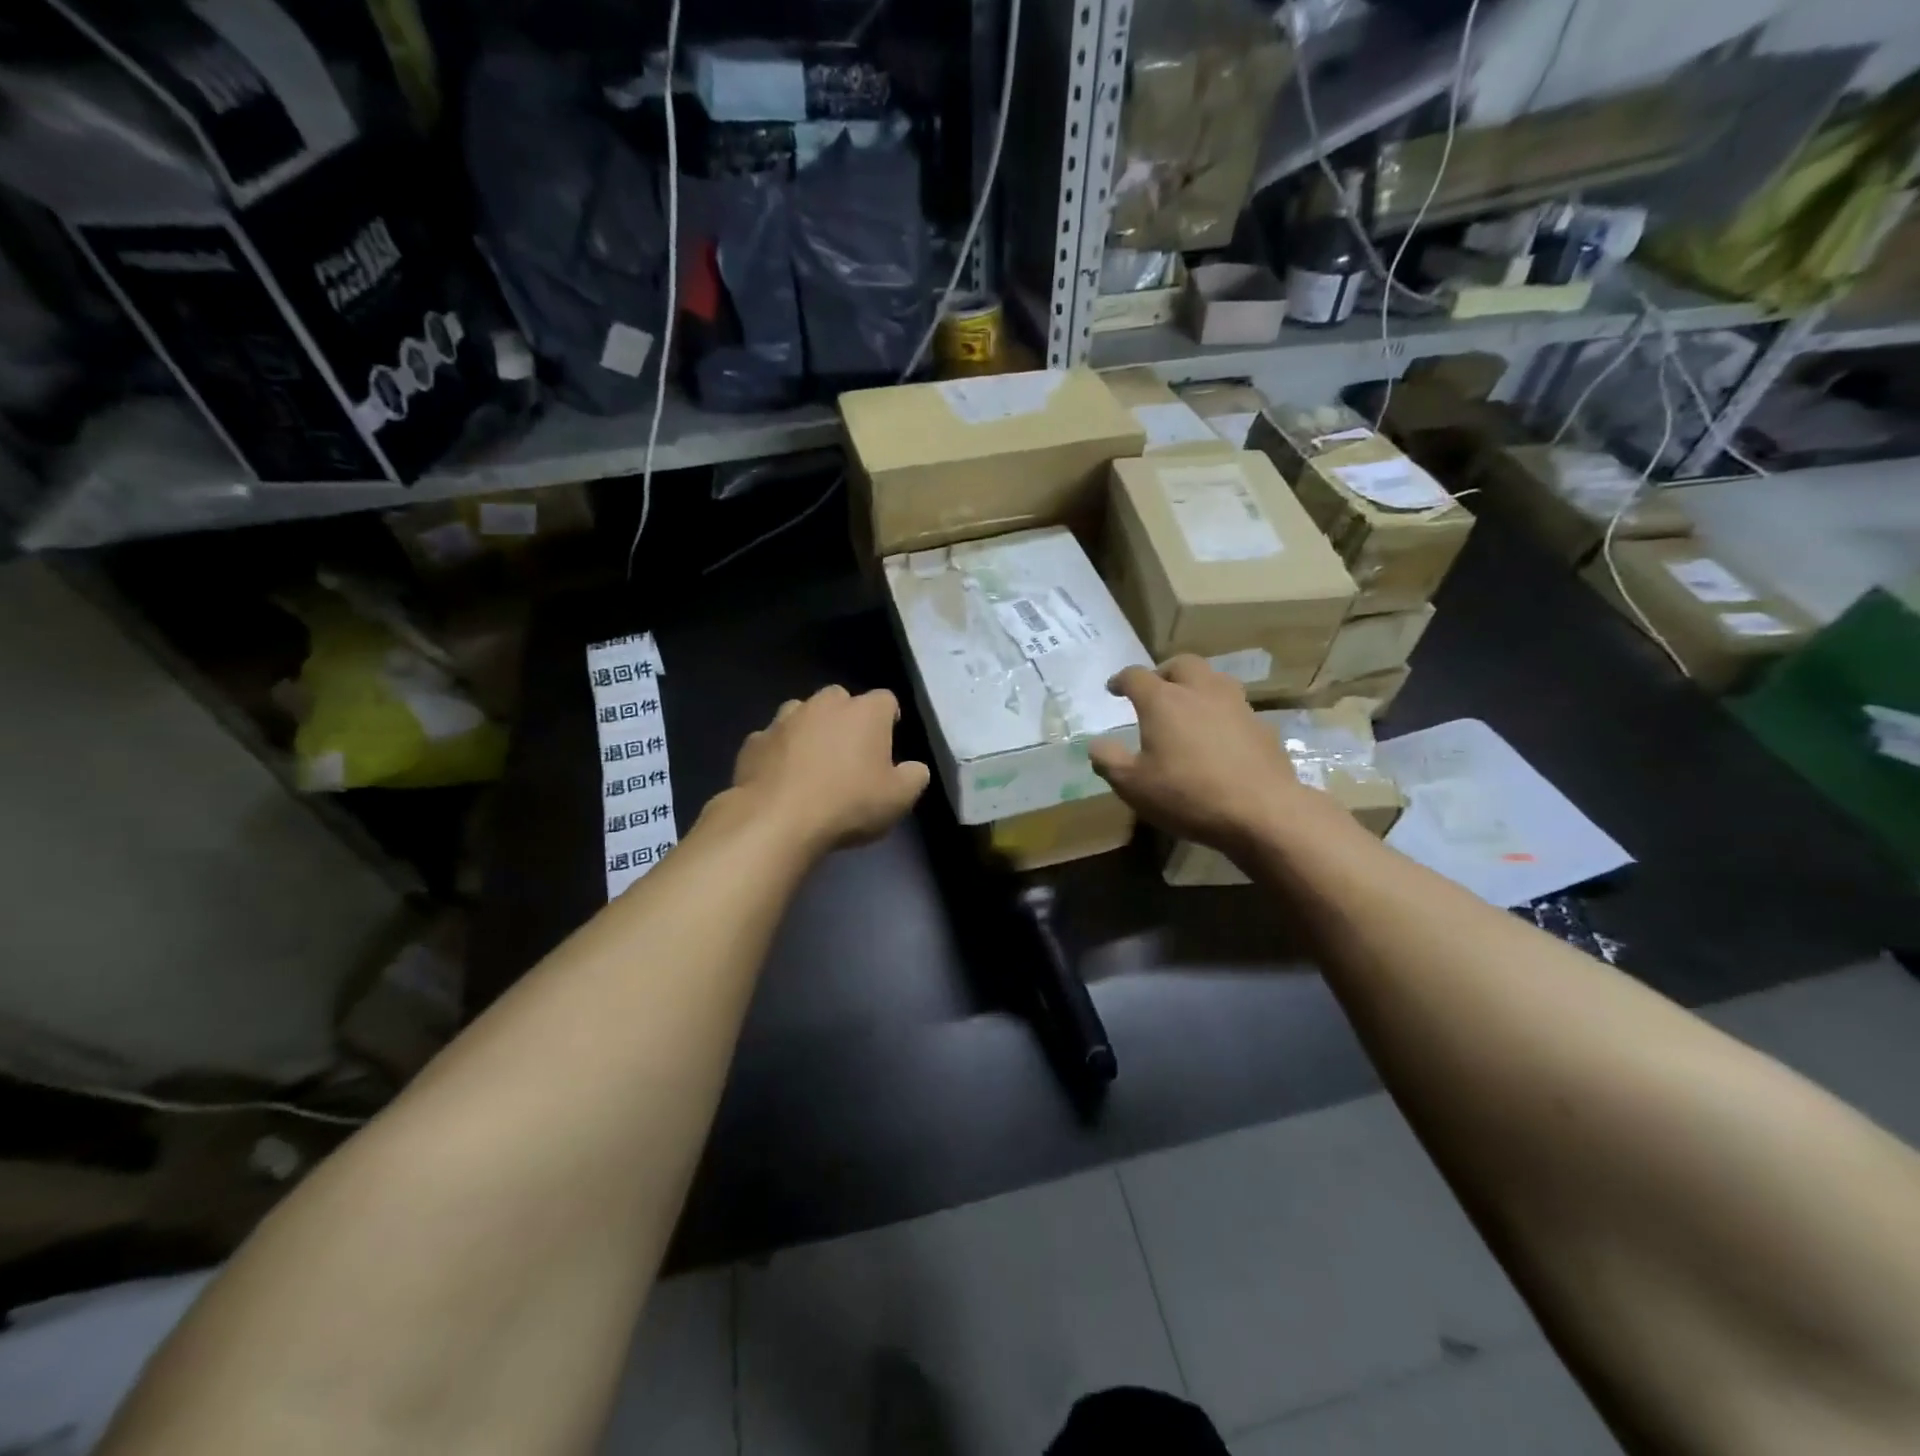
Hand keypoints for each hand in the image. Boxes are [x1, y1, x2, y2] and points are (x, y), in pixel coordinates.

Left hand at [726, 685, 930, 853]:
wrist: (777, 820)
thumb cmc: (849, 804)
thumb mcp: (899, 798)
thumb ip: (914, 777)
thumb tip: (914, 768)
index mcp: (865, 712)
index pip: (886, 700)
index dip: (889, 719)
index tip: (888, 742)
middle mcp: (824, 704)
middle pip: (841, 699)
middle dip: (846, 719)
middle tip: (850, 754)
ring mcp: (784, 719)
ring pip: (802, 714)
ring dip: (809, 731)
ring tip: (812, 764)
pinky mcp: (754, 741)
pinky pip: (772, 740)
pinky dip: (778, 753)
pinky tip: (781, 779)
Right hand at [1089, 656, 1342, 853]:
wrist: (1261, 811)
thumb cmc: (1187, 794)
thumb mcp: (1132, 785)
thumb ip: (1108, 760)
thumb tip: (1096, 744)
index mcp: (1163, 700)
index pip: (1136, 676)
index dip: (1120, 680)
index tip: (1113, 689)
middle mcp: (1200, 691)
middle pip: (1181, 663)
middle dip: (1164, 671)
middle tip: (1155, 690)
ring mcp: (1236, 706)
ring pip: (1214, 679)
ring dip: (1197, 686)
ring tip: (1189, 707)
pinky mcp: (1261, 726)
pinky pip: (1236, 708)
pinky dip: (1221, 713)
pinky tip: (1219, 737)